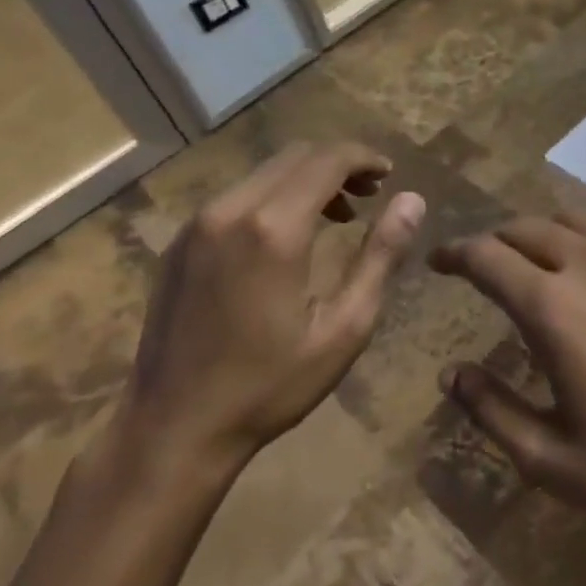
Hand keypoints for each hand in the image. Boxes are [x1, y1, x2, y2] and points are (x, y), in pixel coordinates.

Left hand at [115, 141, 424, 481]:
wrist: (173, 428)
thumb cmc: (269, 385)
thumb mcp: (344, 328)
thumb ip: (381, 256)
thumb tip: (412, 200)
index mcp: (273, 228)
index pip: (326, 160)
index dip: (363, 158)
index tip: (388, 175)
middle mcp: (230, 210)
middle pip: (294, 156)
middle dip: (338, 164)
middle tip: (369, 195)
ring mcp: (197, 225)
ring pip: (264, 173)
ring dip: (306, 180)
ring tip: (337, 216)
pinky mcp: (180, 243)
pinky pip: (236, 196)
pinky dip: (273, 196)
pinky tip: (287, 236)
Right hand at [431, 210, 585, 557]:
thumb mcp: (549, 458)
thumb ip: (491, 410)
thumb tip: (451, 375)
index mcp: (553, 306)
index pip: (487, 257)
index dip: (455, 253)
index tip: (439, 261)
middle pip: (529, 228)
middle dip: (497, 240)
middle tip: (484, 263)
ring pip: (578, 221)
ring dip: (546, 232)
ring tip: (537, 258)